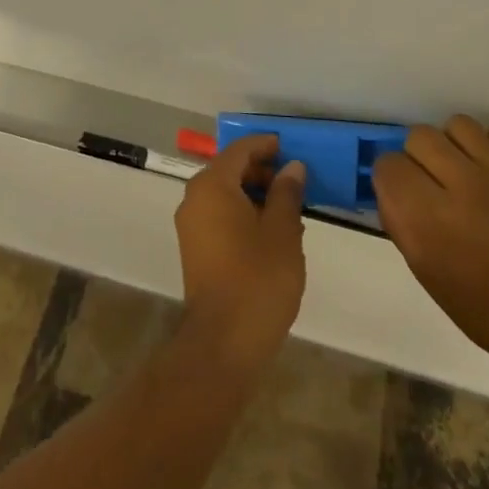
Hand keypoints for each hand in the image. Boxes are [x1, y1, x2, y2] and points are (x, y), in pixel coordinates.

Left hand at [174, 135, 306, 372]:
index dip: (266, 145)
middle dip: (263, 172)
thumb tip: (292, 167)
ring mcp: (191, 226)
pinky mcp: (195, 249)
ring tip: (291, 211)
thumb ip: (287, 193)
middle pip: (230, 170)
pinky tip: (272, 234)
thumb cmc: (257, 279)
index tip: (292, 148)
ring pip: (226, 195)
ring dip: (255, 195)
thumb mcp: (283, 232)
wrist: (223, 343)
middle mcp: (194, 199)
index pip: (240, 150)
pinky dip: (243, 214)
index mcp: (212, 186)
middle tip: (296, 183)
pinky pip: (220, 216)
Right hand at [373, 115, 488, 366]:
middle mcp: (460, 186)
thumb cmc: (473, 302)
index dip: (392, 178)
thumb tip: (390, 182)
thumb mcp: (419, 265)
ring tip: (466, 170)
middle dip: (420, 159)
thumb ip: (398, 216)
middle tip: (435, 183)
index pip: (388, 164)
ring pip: (458, 124)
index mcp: (426, 217)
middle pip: (419, 136)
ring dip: (455, 146)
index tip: (404, 193)